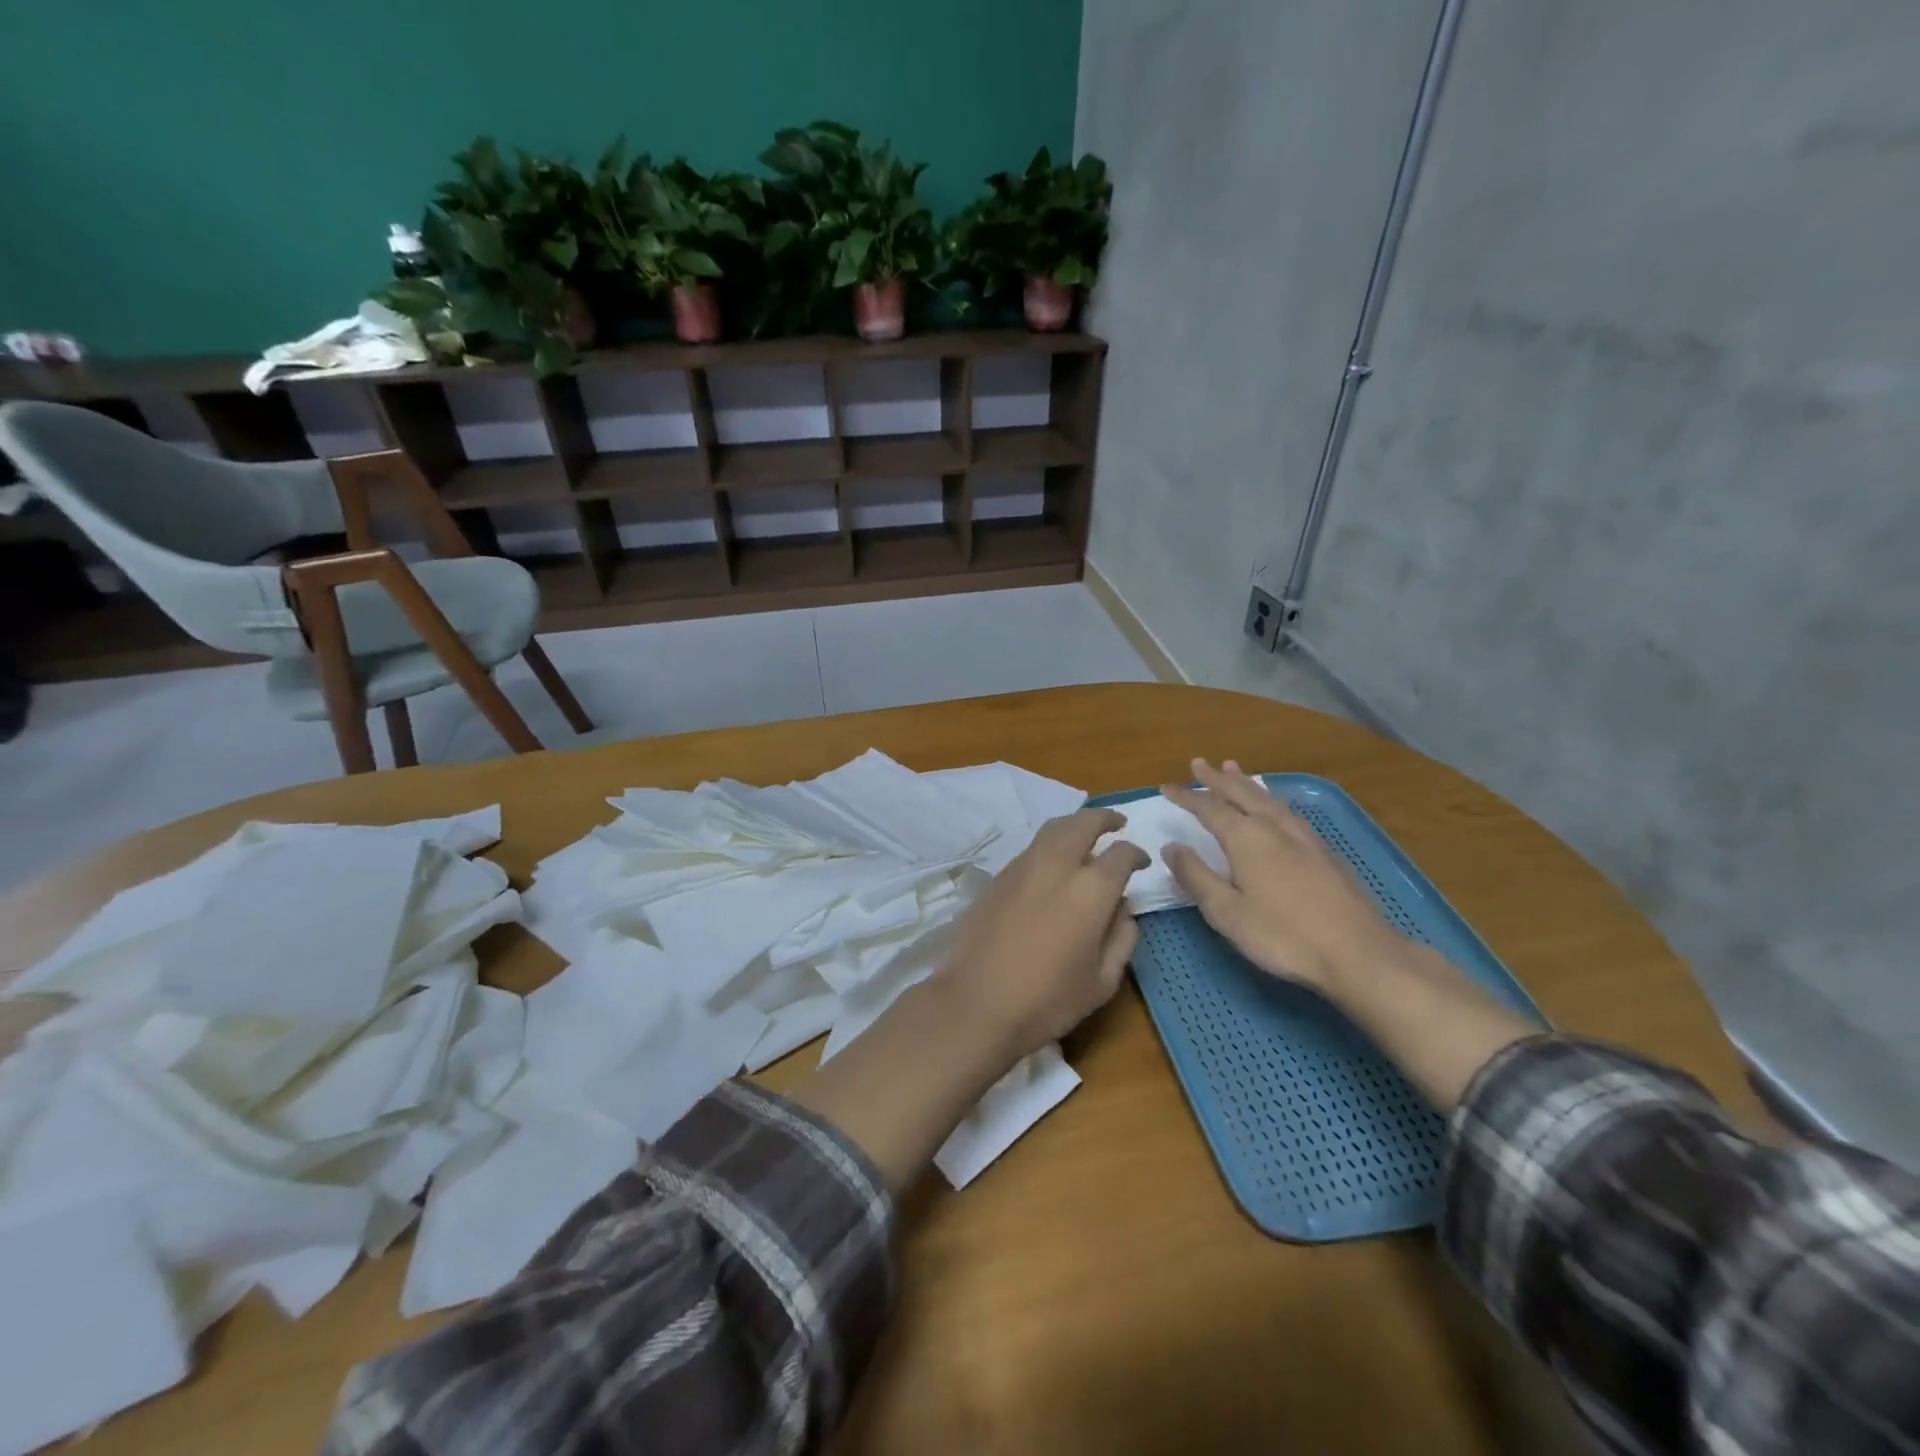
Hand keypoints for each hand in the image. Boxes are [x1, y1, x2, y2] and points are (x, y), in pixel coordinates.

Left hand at [933, 808, 1147, 1061]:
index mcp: (1090, 891)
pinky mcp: (997, 878)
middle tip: (1116, 824)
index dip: (1136, 854)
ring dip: (1074, 826)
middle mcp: (1056, 867)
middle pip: (1083, 823)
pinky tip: (1052, 867)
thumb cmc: (1047, 1001)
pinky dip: (1049, 846)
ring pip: (1052, 830)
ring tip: (1084, 837)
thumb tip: (1124, 909)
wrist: (975, 1003)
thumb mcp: (1102, 982)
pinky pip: (1030, 850)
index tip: (1142, 861)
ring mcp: (1022, 868)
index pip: (1120, 855)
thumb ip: (1122, 939)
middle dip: (1104, 819)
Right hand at [1162, 759, 1405, 993]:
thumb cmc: (1283, 936)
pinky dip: (1271, 799)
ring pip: (1269, 799)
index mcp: (1246, 838)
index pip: (1209, 808)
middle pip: (1241, 793)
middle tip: (1199, 763)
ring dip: (1247, 783)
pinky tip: (1275, 807)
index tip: (1165, 787)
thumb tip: (1171, 847)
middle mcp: (1275, 827)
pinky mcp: (1326, 852)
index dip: (1186, 797)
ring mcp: (1305, 837)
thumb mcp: (1227, 912)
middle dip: (1217, 778)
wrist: (1360, 954)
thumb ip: (1196, 877)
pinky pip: (1288, 811)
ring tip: (1233, 768)